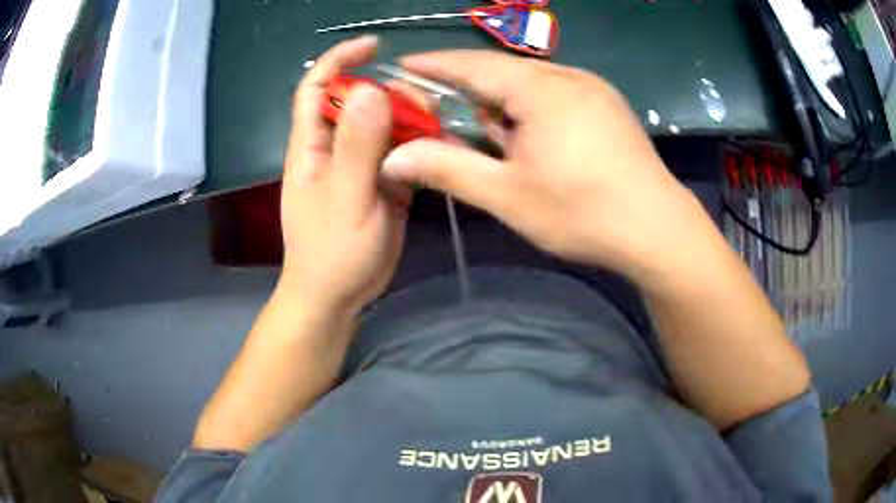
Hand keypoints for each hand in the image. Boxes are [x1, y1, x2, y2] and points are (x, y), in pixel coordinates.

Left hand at [280, 36, 410, 315]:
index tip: (373, 46)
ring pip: (384, 124)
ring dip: (409, 118)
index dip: (338, 60)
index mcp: (312, 146)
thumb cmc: (331, 252)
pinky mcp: (381, 182)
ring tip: (435, 127)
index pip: (316, 88)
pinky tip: (437, 146)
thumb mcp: (345, 198)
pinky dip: (419, 143)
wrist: (338, 295)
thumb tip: (369, 89)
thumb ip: (357, 146)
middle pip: (358, 101)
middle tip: (422, 104)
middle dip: (389, 92)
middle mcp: (334, 147)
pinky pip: (400, 150)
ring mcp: (359, 164)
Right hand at [382, 51, 707, 279]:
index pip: (473, 64)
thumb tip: (392, 159)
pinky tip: (539, 143)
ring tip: (503, 145)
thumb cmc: (581, 212)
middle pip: (503, 72)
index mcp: (540, 89)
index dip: (434, 64)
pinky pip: (558, 93)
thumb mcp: (506, 194)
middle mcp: (568, 76)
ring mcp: (594, 88)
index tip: (404, 65)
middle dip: (472, 92)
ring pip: (533, 83)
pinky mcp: (609, 105)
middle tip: (450, 122)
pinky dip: (535, 109)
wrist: (657, 229)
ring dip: (507, 106)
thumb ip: (447, 169)